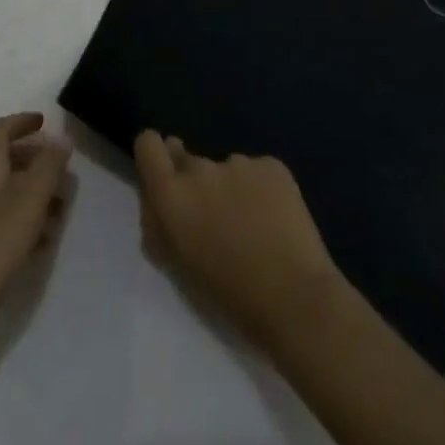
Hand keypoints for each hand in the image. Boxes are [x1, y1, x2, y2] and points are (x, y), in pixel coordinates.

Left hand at [0, 113, 69, 357]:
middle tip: (61, 172)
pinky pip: (3, 226)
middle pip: (4, 162)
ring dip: (33, 195)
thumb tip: (61, 136)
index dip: (20, 122)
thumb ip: (47, 168)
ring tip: (60, 211)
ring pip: (6, 196)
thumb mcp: (27, 202)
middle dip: (34, 160)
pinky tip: (41, 246)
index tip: (44, 122)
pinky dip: (25, 226)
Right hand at [134, 130, 342, 351]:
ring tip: (252, 224)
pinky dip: (261, 189)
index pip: (148, 144)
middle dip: (194, 179)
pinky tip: (275, 219)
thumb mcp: (178, 264)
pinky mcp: (272, 164)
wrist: (296, 300)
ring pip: (226, 168)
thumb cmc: (229, 294)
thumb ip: (159, 223)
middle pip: (187, 158)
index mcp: (171, 195)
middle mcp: (200, 168)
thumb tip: (156, 198)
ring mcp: (238, 161)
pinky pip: (257, 171)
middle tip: (214, 213)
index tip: (165, 172)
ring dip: (231, 187)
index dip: (155, 154)